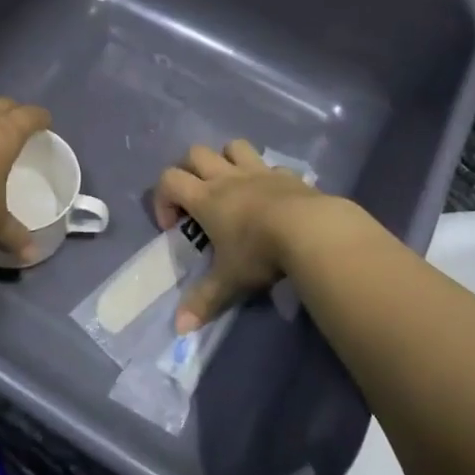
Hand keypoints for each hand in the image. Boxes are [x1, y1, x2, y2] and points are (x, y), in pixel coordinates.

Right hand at [154, 139, 331, 331]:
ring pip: (233, 147)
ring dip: (226, 159)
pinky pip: (270, 165)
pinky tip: (271, 197)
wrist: (312, 231)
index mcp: (206, 198)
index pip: (169, 180)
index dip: (162, 198)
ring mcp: (259, 172)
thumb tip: (180, 328)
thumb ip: (204, 301)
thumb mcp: (230, 281)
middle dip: (189, 170)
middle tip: (197, 200)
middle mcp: (228, 178)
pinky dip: (265, 175)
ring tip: (231, 186)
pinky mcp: (288, 175)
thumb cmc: (261, 252)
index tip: (172, 226)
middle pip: (195, 153)